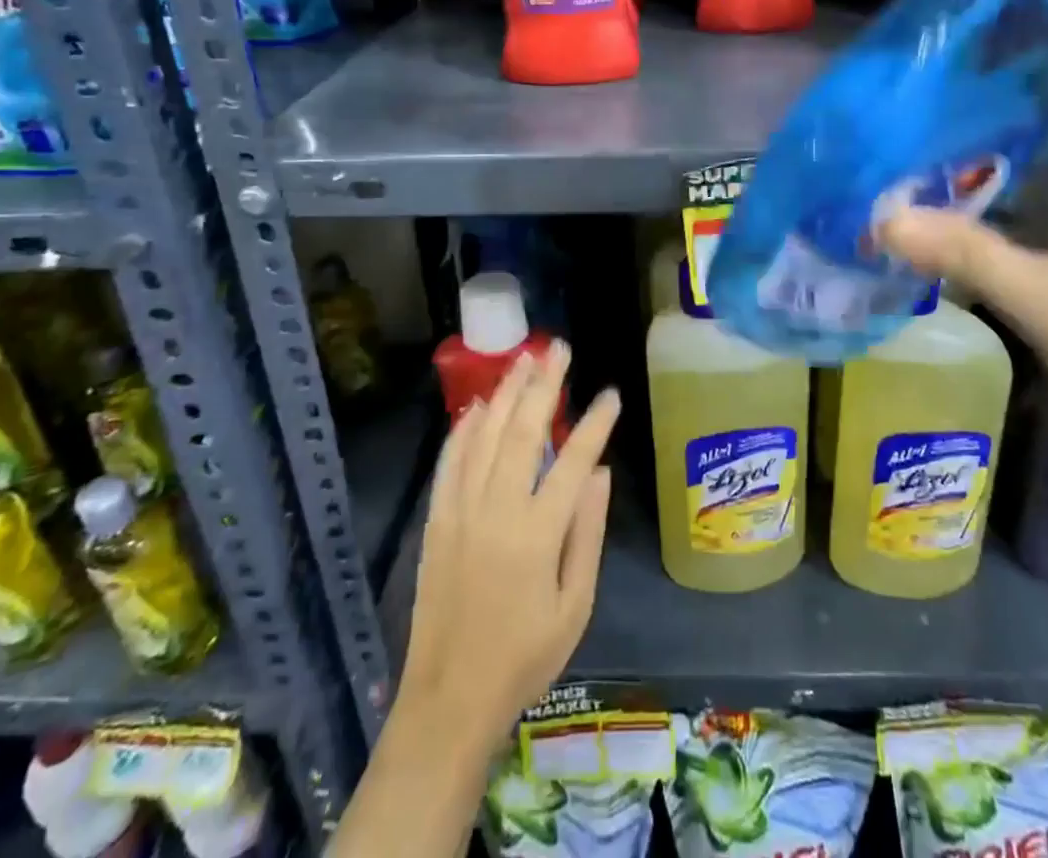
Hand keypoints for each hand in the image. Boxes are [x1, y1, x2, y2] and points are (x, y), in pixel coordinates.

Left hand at [397, 341, 620, 735]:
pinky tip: (480, 405)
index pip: (573, 460)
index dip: (595, 423)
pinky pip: (451, 461)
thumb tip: (600, 472)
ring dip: (506, 392)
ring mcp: (461, 510)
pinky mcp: (437, 518)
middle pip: (524, 430)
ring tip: (524, 359)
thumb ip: (588, 533)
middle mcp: (497, 509)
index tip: (610, 394)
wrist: (449, 698)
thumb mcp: (575, 605)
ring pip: (485, 435)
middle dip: (544, 384)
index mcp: (538, 533)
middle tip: (559, 348)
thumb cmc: (524, 656)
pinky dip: (466, 428)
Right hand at [879, 61, 1047, 444]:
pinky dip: (980, 192)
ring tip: (904, 128)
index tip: (959, 32)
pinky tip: (930, 194)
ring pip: (1026, 155)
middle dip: (978, 94)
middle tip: (906, 84)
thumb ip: (966, 255)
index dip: (1026, 43)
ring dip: (974, 145)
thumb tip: (881, 218)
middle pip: (1040, 109)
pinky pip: (1019, 198)